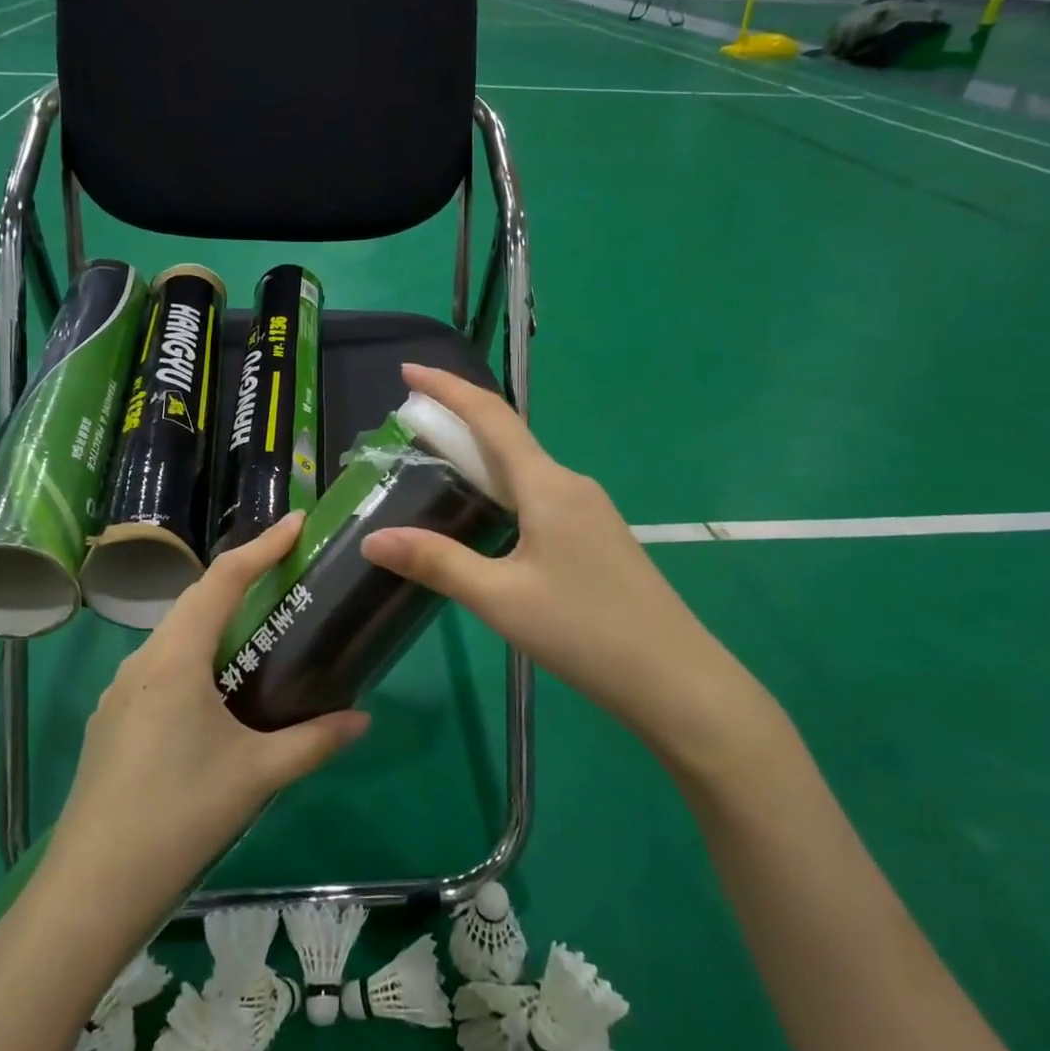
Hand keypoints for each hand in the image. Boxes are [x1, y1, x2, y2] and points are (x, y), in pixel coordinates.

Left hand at [44, 514, 369, 923]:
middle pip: (196, 601)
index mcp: (174, 659)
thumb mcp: (255, 776)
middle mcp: (142, 662)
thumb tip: (363, 720)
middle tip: (287, 573)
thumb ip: (313, 741)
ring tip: (259, 629)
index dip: (262, 546)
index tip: (298, 522)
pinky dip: (196, 656)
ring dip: (216, 620)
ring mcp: (120, 692)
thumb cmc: (177, 818)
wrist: (88, 893)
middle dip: (241, 579)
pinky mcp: (112, 722)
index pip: (222, 580)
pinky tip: (217, 692)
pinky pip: (161, 668)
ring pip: (175, 635)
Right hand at [361, 365, 769, 768]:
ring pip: (524, 471)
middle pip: (506, 439)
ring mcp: (589, 511)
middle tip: (410, 426)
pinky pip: (539, 497)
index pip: (491, 417)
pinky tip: (487, 519)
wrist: (677, 680)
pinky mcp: (596, 538)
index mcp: (548, 486)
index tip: (409, 370)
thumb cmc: (585, 632)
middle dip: (457, 423)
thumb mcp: (501, 598)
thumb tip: (372, 539)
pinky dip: (501, 490)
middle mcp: (570, 485)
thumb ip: (436, 563)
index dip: (449, 388)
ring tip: (437, 470)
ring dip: (479, 460)